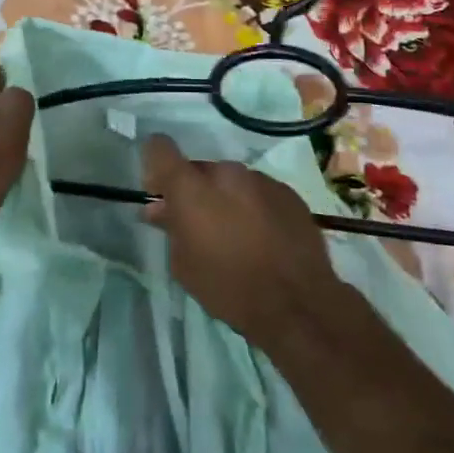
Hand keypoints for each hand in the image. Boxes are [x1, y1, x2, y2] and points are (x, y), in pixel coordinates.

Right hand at [140, 134, 340, 345]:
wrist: (297, 304)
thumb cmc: (228, 286)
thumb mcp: (183, 264)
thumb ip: (169, 227)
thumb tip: (159, 208)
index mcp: (191, 187)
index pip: (160, 148)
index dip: (156, 165)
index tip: (161, 192)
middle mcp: (225, 172)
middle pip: (200, 170)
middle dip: (196, 192)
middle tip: (201, 225)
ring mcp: (261, 180)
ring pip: (232, 181)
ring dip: (227, 198)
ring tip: (238, 235)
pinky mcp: (289, 193)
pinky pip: (260, 192)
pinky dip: (255, 207)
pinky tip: (264, 237)